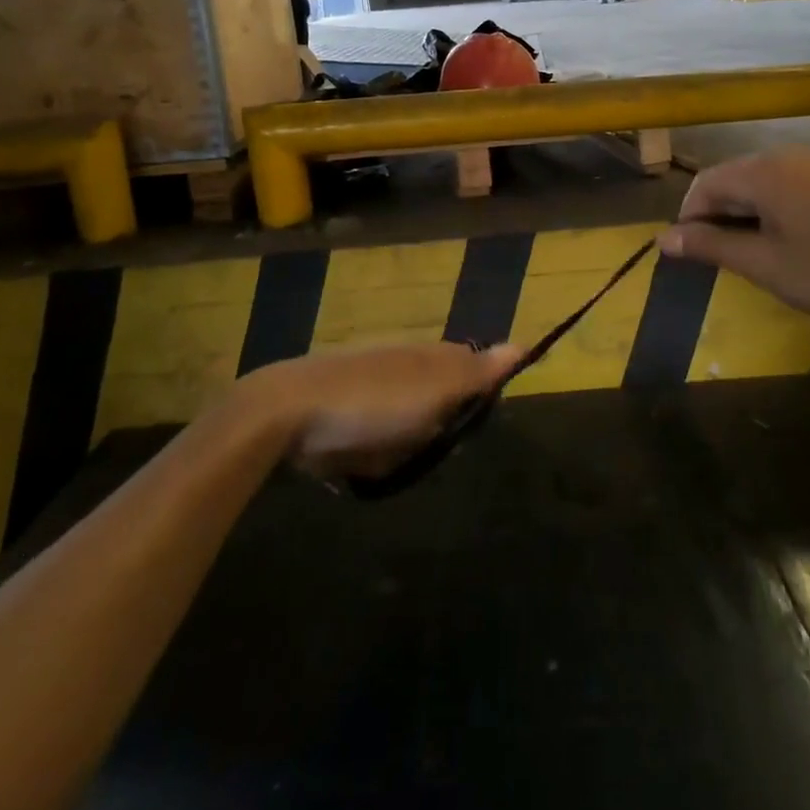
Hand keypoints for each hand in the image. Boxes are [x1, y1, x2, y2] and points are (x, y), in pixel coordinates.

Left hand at [248, 341, 519, 479]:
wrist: (286, 415)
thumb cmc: (373, 402)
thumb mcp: (435, 387)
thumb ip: (478, 372)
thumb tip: (523, 344)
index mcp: (429, 355)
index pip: (471, 370)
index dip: (478, 397)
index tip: (475, 423)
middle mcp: (403, 367)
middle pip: (440, 402)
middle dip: (437, 429)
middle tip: (430, 447)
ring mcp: (370, 389)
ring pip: (408, 426)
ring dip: (405, 447)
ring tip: (392, 461)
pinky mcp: (342, 415)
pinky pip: (374, 442)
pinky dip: (372, 456)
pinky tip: (362, 465)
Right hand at [658, 147, 809, 322]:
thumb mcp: (763, 265)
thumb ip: (710, 246)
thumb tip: (662, 238)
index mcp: (763, 172)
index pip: (704, 184)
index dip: (689, 219)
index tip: (691, 256)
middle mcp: (783, 157)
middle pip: (729, 179)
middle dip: (715, 217)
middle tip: (720, 260)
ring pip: (756, 184)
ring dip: (741, 215)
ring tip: (749, 254)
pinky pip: (782, 186)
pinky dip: (768, 210)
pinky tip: (781, 241)